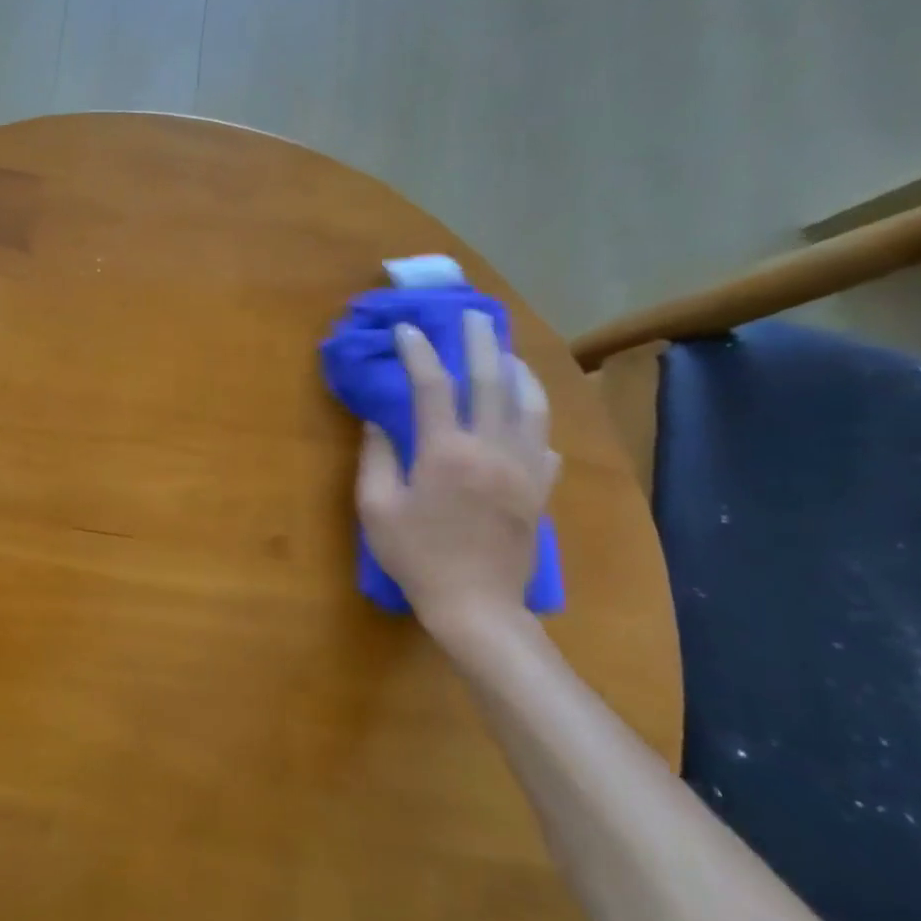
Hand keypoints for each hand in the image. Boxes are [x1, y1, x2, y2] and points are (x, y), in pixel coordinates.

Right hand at [357, 311, 558, 637]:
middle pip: (492, 380)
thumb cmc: (417, 557)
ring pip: (530, 404)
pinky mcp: (540, 489)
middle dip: (481, 341)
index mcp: (446, 453)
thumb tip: (379, 423)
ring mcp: (523, 468)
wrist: (476, 605)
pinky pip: (544, 441)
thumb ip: (376, 459)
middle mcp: (491, 449)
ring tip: (506, 353)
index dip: (418, 352)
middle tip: (474, 315)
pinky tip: (523, 417)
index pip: (432, 387)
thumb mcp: (377, 509)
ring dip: (518, 370)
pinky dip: (533, 419)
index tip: (407, 328)